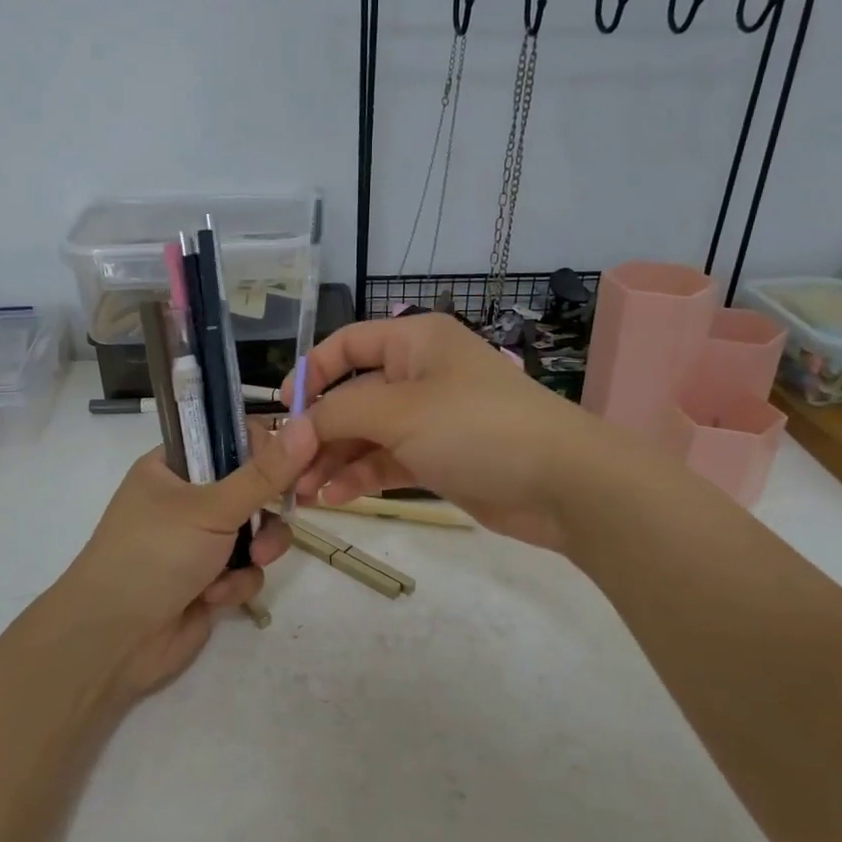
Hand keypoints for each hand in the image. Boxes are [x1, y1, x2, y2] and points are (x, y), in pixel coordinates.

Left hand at [59, 416, 320, 699]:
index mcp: (173, 466)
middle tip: (292, 506)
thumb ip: (264, 473)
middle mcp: (186, 499)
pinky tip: (215, 597)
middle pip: (251, 486)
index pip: (229, 438)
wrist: (114, 642)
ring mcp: (198, 542)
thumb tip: (307, 425)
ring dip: (259, 547)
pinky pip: (246, 569)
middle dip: (268, 507)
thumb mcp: (212, 507)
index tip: (295, 460)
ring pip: (256, 530)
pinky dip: (237, 582)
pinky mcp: (210, 579)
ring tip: (251, 561)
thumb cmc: (155, 555)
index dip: (265, 447)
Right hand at [296, 314, 615, 553]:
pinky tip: (336, 499)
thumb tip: (294, 427)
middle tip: (288, 468)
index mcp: (414, 342)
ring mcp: (431, 419)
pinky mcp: (439, 459)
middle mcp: (420, 375)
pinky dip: (361, 478)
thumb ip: (338, 413)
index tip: (281, 410)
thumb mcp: (399, 411)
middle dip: (319, 431)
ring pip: (367, 434)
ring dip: (335, 460)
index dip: (311, 372)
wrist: (560, 482)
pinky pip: (387, 462)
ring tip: (306, 493)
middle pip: (353, 396)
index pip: (348, 344)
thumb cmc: (475, 427)